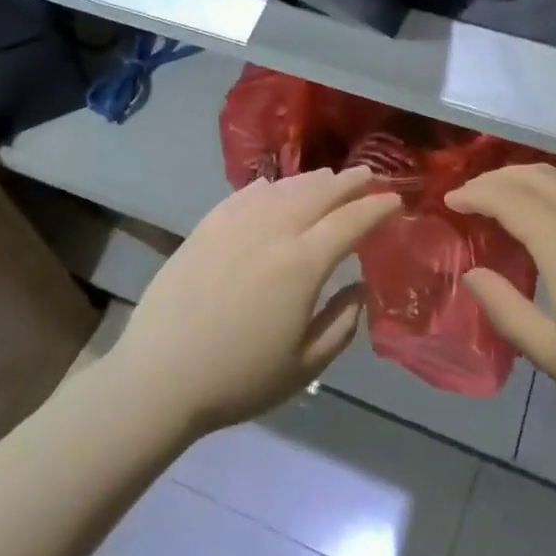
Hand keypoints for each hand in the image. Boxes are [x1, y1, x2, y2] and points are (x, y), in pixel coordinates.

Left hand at [108, 167, 400, 435]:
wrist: (159, 378)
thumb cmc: (239, 379)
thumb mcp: (306, 365)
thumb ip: (342, 322)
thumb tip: (359, 287)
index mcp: (303, 264)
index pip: (352, 221)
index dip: (378, 207)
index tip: (396, 201)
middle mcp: (273, 232)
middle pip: (319, 193)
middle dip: (350, 182)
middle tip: (369, 176)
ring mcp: (235, 225)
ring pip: (283, 189)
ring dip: (312, 180)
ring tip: (329, 178)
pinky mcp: (205, 228)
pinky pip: (245, 195)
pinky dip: (268, 187)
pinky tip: (274, 188)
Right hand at [445, 165, 555, 427]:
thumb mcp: (550, 351)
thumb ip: (503, 308)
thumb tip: (472, 273)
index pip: (509, 199)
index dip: (475, 195)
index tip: (450, 202)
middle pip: (534, 176)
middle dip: (495, 178)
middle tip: (469, 195)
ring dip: (525, 176)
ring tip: (501, 193)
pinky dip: (555, 183)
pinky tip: (548, 204)